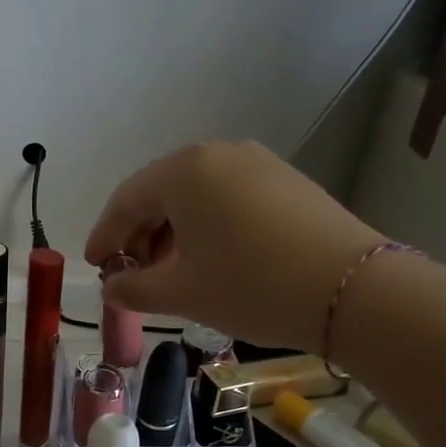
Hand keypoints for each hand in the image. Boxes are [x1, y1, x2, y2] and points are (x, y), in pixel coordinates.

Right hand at [85, 141, 384, 349]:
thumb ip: (133, 289)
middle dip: (139, 235)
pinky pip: (228, 198)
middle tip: (131, 274)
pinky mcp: (286, 181)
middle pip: (160, 193)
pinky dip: (206, 226)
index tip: (94, 266)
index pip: (126, 200)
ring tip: (169, 272)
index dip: (104, 236)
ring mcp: (257, 163)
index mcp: (183, 171)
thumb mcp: (181, 292)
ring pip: (196, 196)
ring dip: (172, 232)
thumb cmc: (249, 285)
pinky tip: (210, 258)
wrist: (351, 290)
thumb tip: (111, 287)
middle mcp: (218, 154)